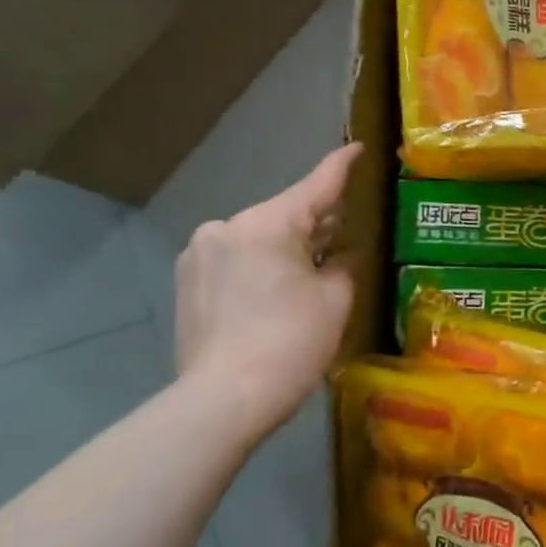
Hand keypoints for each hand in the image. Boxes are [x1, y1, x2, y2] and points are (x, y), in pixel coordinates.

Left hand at [175, 143, 361, 433]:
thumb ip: (342, 264)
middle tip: (345, 235)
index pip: (315, 186)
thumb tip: (337, 254)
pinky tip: (276, 293)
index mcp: (267, 224)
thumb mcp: (336, 299)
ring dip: (285, 248)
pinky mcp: (187, 281)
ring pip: (257, 238)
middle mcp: (226, 227)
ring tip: (310, 273)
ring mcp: (200, 254)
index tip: (358, 147)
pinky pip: (235, 259)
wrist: (224, 399)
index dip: (341, 166)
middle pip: (284, 215)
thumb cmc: (292, 343)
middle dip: (314, 223)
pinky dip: (260, 266)